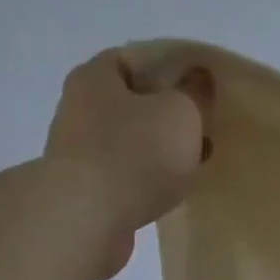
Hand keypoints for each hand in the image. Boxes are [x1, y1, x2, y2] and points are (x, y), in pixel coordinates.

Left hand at [43, 49, 213, 279]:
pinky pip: (124, 175)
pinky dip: (145, 180)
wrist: (87, 220)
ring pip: (129, 141)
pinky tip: (168, 193)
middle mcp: (78, 107)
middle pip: (132, 102)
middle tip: (201, 130)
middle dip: (166, 115)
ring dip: (157, 151)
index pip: (135, 59)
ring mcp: (78, 151)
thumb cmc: (134, 155)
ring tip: (191, 165)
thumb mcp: (181, 114)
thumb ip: (195, 93)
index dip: (171, 71)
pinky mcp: (84, 189)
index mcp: (96, 75)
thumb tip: (200, 76)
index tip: (200, 91)